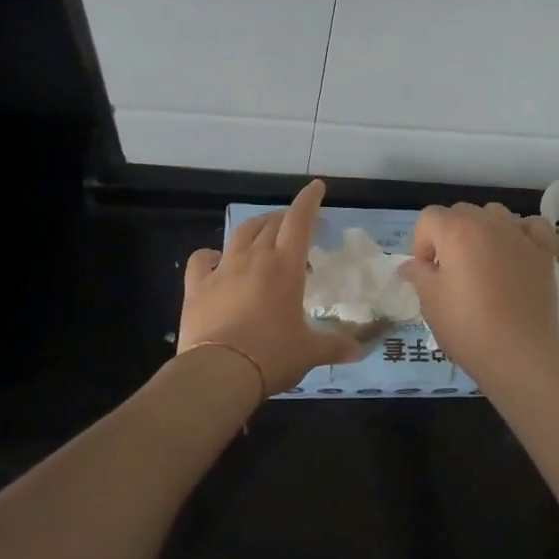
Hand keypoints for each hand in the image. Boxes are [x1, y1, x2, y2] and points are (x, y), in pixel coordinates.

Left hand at [178, 179, 362, 395]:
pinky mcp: (197, 286)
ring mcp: (223, 269)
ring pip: (240, 234)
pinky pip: (201, 259)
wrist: (219, 372)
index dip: (309, 200)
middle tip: (293, 223)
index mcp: (285, 267)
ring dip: (254, 227)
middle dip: (284, 217)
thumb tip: (362, 350)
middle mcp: (255, 258)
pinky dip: (210, 254)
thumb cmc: (272, 356)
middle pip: (271, 224)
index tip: (316, 187)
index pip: (299, 221)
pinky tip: (215, 259)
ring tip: (261, 232)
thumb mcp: (310, 352)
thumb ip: (336, 346)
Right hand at [398, 203, 558, 383]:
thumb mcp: (430, 301)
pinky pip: (531, 226)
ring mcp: (519, 234)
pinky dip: (521, 233)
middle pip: (460, 212)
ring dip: (482, 230)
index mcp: (456, 231)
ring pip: (494, 214)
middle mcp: (488, 223)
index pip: (428, 218)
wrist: (520, 354)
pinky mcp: (544, 251)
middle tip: (450, 271)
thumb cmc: (468, 326)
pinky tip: (516, 252)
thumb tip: (410, 265)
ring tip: (482, 262)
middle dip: (449, 235)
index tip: (425, 272)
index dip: (421, 243)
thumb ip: (418, 274)